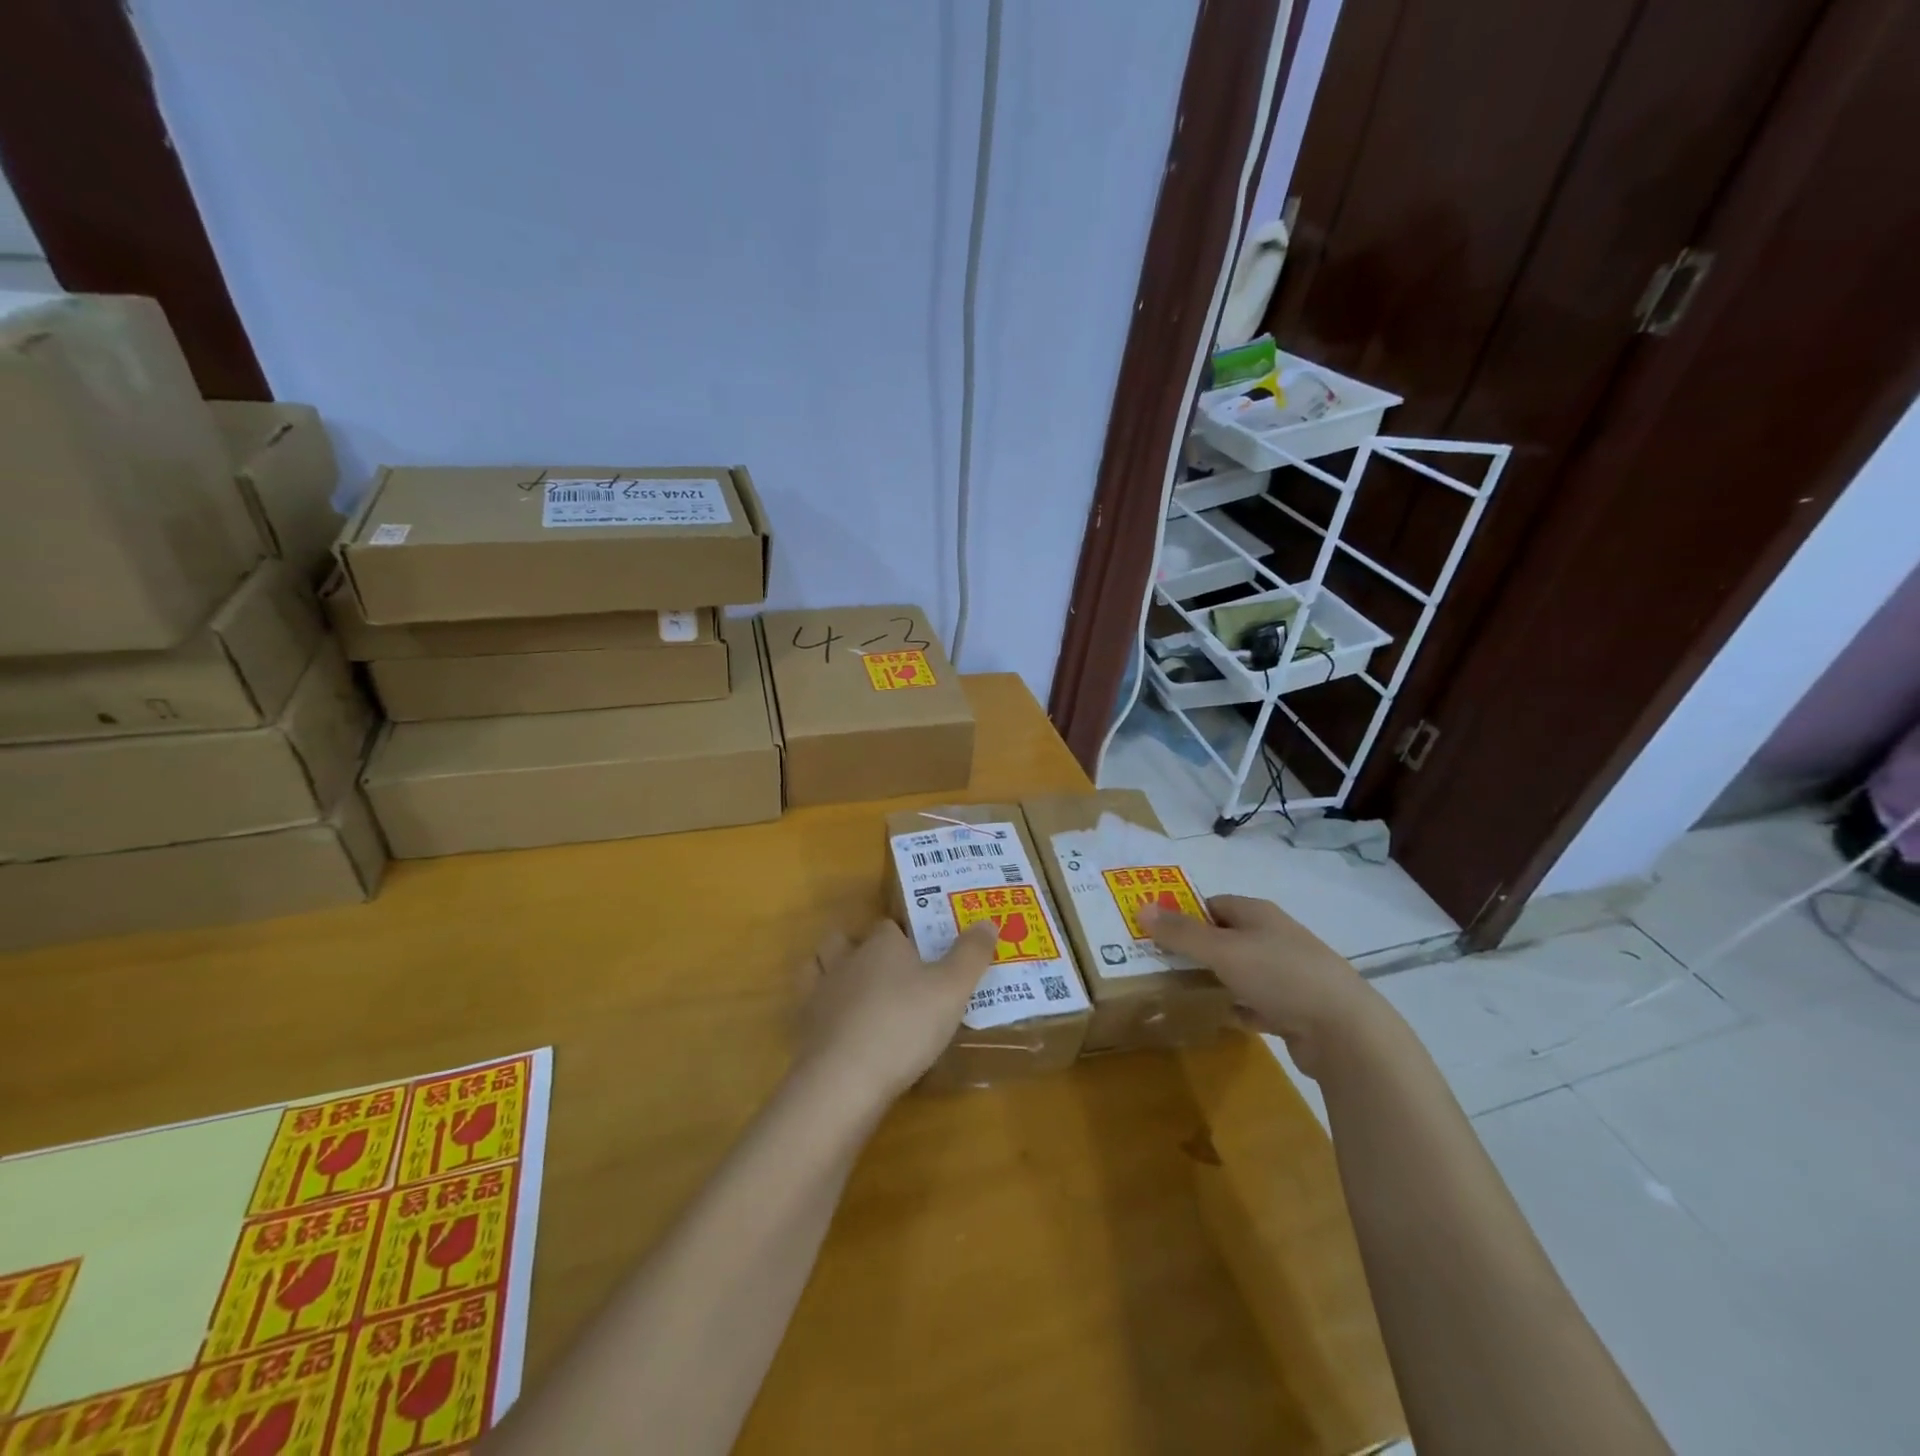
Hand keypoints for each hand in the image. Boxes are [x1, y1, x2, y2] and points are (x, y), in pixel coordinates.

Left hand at [793, 920, 997, 1102]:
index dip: (905, 934)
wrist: (846, 1079)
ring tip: (855, 988)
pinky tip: (837, 1023)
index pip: (889, 926)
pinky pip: (810, 1006)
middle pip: (847, 939)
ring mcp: (820, 992)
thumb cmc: (905, 1024)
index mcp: (881, 944)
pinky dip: (822, 1007)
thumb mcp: (952, 989)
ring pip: (820, 965)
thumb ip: (971, 955)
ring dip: (834, 970)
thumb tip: (987, 922)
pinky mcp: (806, 1028)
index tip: (923, 950)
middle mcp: (846, 959)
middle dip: (862, 947)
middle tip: (888, 969)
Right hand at [1141, 894, 1382, 1077]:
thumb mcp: (1222, 950)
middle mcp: (1274, 938)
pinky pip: (1256, 1003)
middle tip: (1160, 963)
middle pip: (1226, 937)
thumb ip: (1181, 933)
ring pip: (1240, 971)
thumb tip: (1141, 907)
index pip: (1213, 904)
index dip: (1184, 914)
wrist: (1346, 1031)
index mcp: (1258, 914)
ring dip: (1215, 979)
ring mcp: (1288, 974)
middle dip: (1195, 949)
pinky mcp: (1296, 1009)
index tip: (1156, 932)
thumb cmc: (1280, 976)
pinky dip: (1237, 1007)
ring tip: (1181, 991)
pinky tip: (1218, 1017)